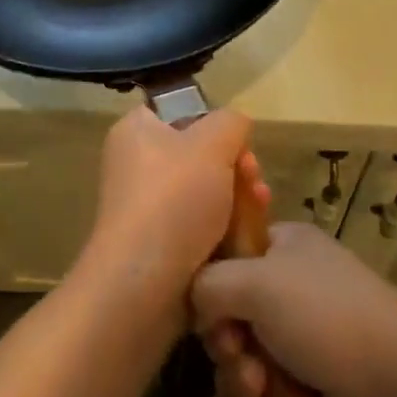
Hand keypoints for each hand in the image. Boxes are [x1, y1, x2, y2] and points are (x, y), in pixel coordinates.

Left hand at [78, 104, 252, 311]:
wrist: (145, 284)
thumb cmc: (174, 200)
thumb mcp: (212, 142)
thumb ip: (231, 122)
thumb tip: (235, 128)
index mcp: (137, 132)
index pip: (180, 112)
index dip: (214, 123)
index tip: (238, 144)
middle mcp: (137, 165)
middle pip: (201, 155)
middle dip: (237, 166)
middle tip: (253, 179)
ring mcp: (148, 208)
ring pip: (208, 193)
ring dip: (240, 199)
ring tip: (260, 207)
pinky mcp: (162, 245)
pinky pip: (203, 227)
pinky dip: (227, 230)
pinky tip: (249, 237)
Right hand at [191, 222, 396, 396]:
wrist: (396, 383)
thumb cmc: (323, 316)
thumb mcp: (256, 282)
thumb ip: (208, 283)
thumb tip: (196, 304)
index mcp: (283, 245)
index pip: (227, 254)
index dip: (210, 285)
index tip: (209, 311)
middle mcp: (290, 284)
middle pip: (229, 314)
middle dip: (227, 348)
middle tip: (240, 361)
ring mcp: (302, 334)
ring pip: (242, 359)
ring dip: (242, 385)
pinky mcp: (309, 381)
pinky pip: (264, 393)